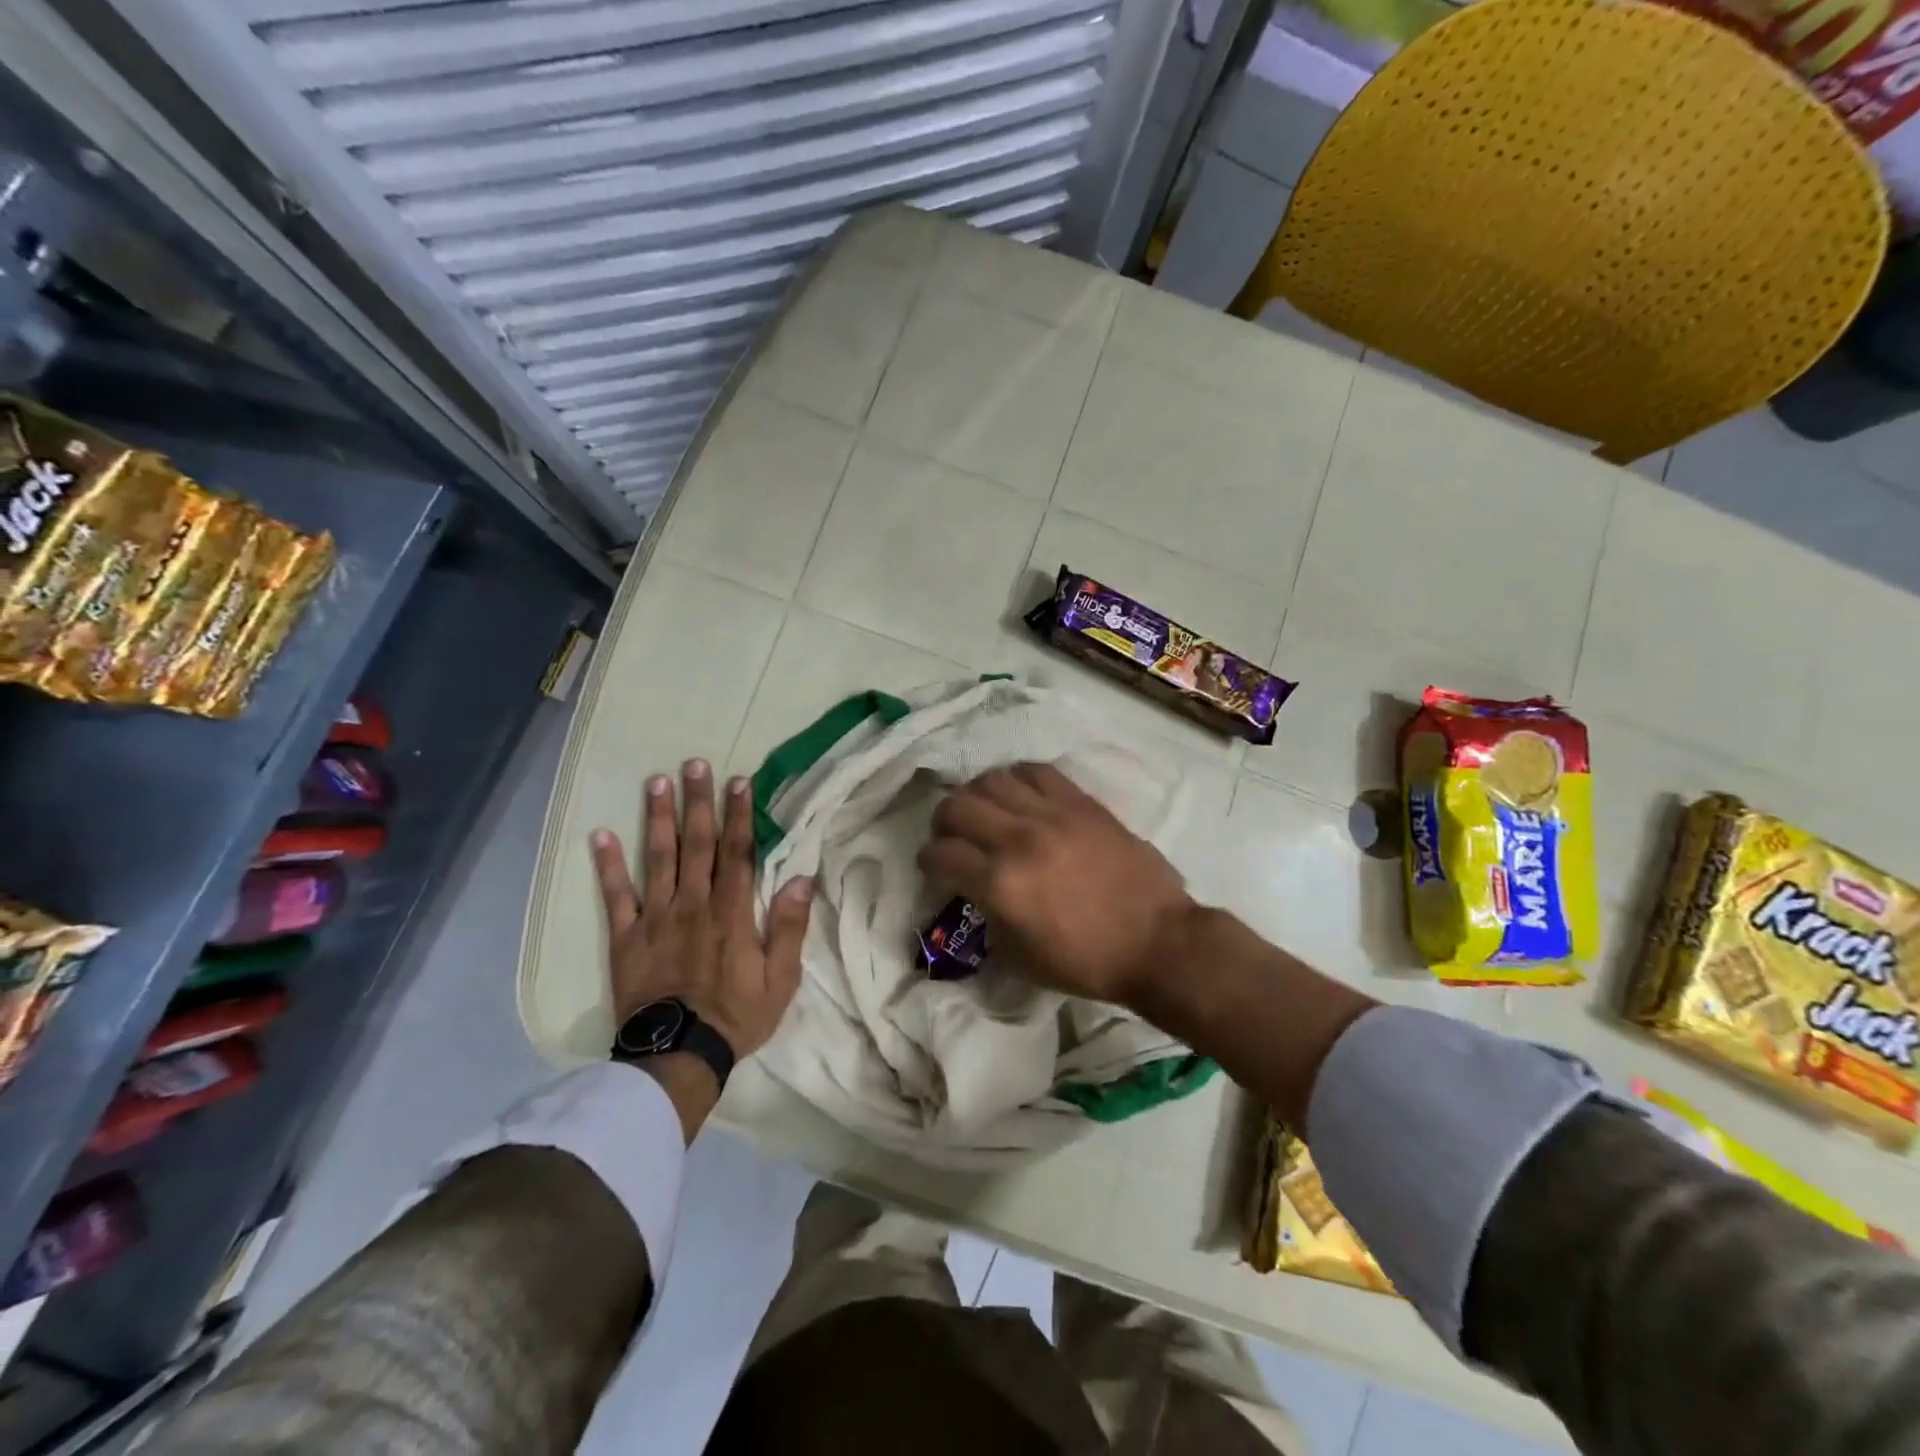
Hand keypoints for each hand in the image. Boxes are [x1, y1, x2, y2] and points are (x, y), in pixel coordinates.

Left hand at [591, 761, 813, 1063]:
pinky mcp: (627, 938)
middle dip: (698, 802)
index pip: (738, 852)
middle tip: (695, 763)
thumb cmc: (737, 1016)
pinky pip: (616, 896)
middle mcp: (694, 904)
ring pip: (658, 858)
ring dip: (657, 818)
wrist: (679, 1056)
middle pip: (697, 844)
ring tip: (656, 782)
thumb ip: (790, 926)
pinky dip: (608, 865)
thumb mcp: (781, 978)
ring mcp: (656, 918)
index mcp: (733, 912)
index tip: (738, 782)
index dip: (739, 815)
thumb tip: (801, 877)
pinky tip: (601, 835)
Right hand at [917, 763, 1194, 1006]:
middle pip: (957, 806)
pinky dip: (1019, 779)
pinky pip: (1038, 771)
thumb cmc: (1087, 962)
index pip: (941, 854)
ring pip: (993, 779)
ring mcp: (1052, 814)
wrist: (1156, 941)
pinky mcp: (1081, 803)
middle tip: (953, 836)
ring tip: (987, 811)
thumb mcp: (1020, 958)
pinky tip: (1022, 795)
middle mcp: (1018, 839)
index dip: (928, 860)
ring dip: (978, 795)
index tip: (934, 866)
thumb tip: (977, 890)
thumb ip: (988, 917)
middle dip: (944, 821)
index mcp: (1000, 884)